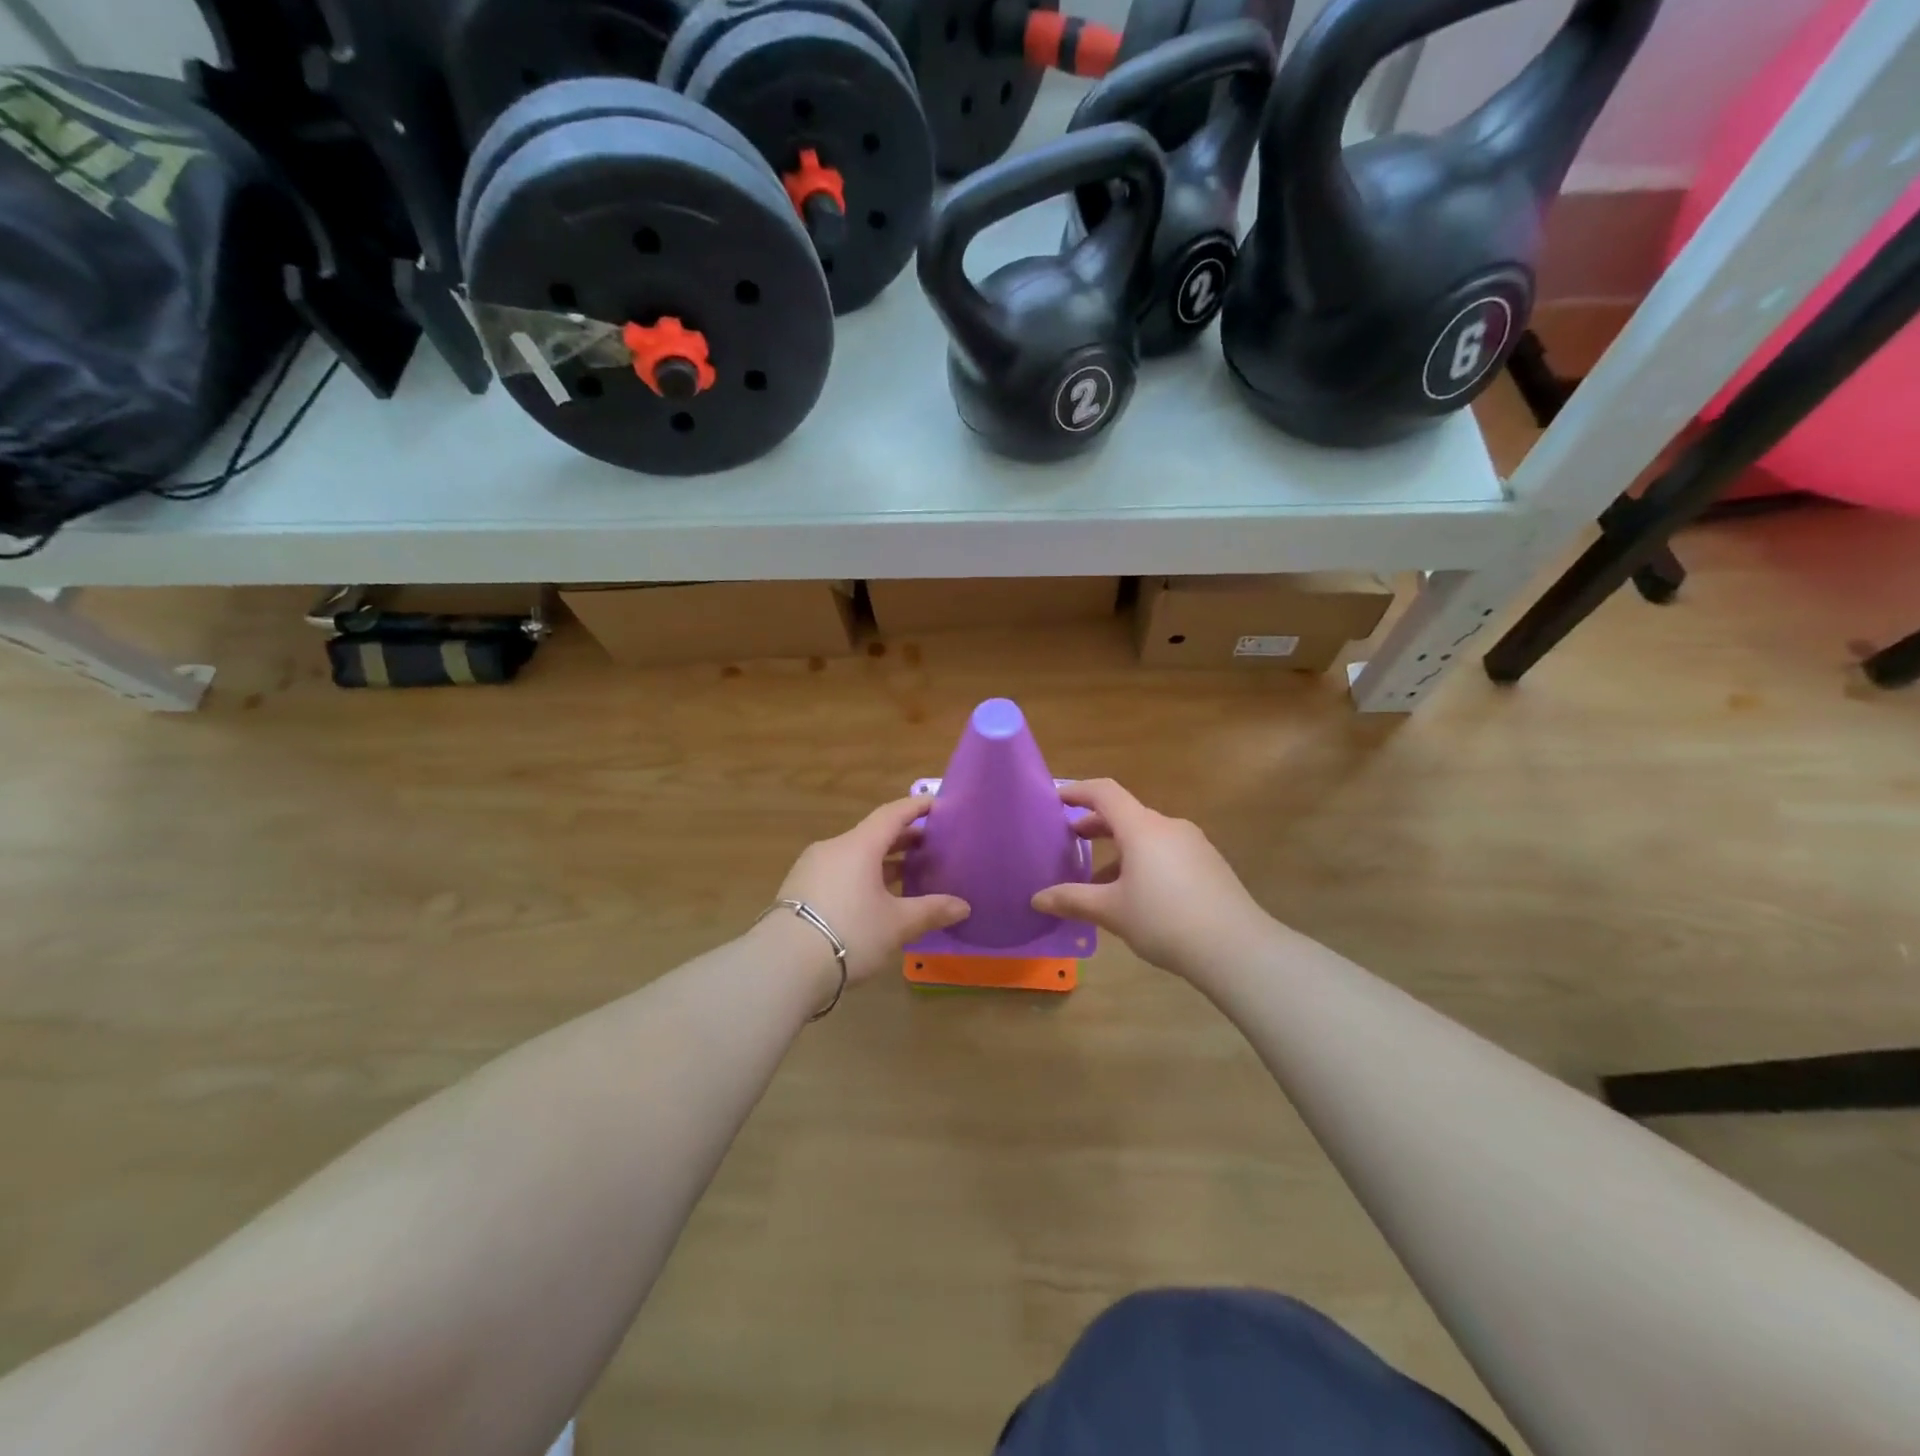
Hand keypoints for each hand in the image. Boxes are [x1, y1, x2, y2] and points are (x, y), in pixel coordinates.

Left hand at [774, 795, 970, 984]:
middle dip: (902, 838)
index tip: (937, 804)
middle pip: (873, 834)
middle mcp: (833, 848)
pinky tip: (873, 898)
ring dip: (881, 861)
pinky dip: (861, 875)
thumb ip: (931, 911)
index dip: (916, 807)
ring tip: (905, 873)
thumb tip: (963, 906)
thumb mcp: (896, 925)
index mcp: (859, 846)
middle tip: (929, 845)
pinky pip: (838, 872)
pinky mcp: (798, 890)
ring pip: (854, 855)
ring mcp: (811, 868)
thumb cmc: (849, 934)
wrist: (783, 966)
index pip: (892, 814)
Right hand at [1031, 779, 1268, 976]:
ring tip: (1098, 879)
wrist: (1236, 948)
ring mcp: (1193, 844)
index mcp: (1142, 828)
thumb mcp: (1111, 911)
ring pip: (1147, 836)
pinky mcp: (1209, 864)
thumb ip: (1072, 900)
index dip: (1078, 791)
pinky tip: (1136, 895)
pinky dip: (1143, 861)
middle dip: (1095, 825)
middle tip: (1070, 840)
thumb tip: (1037, 899)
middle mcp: (1168, 826)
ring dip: (1119, 849)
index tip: (1056, 799)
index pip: (1104, 792)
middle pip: (1126, 814)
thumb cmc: (1164, 920)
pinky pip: (1166, 852)